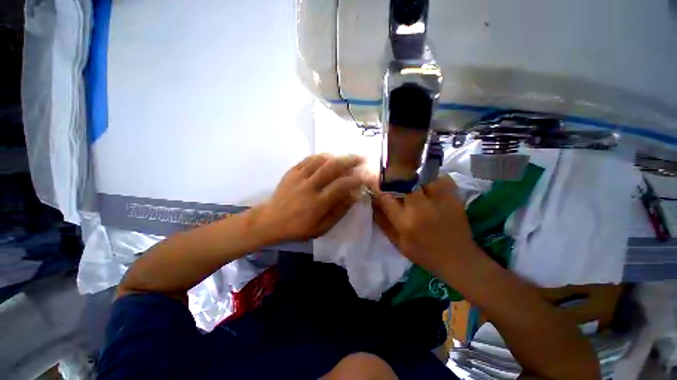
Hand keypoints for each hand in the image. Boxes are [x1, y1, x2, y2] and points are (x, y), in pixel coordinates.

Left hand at [255, 154, 365, 241]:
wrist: (271, 221)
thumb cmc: (299, 227)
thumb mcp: (322, 227)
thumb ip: (340, 211)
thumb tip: (356, 195)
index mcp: (318, 203)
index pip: (342, 186)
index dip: (356, 179)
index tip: (365, 176)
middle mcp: (309, 187)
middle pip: (332, 167)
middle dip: (350, 160)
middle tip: (361, 157)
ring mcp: (299, 177)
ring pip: (321, 160)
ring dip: (337, 156)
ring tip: (346, 156)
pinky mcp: (291, 172)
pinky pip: (308, 159)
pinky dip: (321, 156)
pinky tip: (328, 157)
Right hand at [373, 175, 481, 274]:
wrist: (458, 259)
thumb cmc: (424, 253)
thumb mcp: (398, 243)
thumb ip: (383, 222)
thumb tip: (374, 203)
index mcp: (405, 221)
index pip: (385, 197)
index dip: (379, 190)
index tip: (378, 189)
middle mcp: (420, 207)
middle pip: (403, 182)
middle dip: (396, 181)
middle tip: (396, 185)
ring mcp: (439, 201)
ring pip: (422, 177)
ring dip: (415, 180)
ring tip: (415, 186)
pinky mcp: (454, 198)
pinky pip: (442, 179)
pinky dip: (435, 180)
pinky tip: (432, 187)